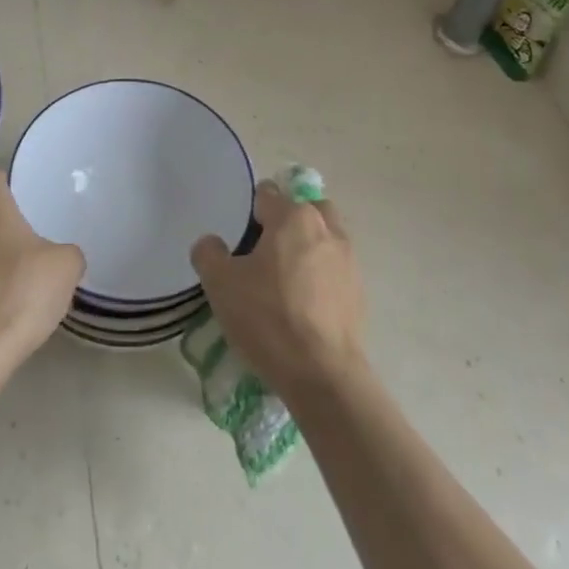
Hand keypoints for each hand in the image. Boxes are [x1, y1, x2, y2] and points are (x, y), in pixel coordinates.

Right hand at [191, 180, 365, 404]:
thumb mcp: (220, 283)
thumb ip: (209, 253)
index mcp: (294, 217)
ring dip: (306, 247)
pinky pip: (334, 268)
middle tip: (264, 253)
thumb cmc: (268, 317)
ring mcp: (349, 260)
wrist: (322, 374)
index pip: (268, 194)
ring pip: (324, 237)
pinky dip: (320, 275)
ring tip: (284, 280)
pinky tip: (303, 305)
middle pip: (304, 209)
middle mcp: (327, 228)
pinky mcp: (359, 291)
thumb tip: (212, 243)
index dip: (249, 212)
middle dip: (286, 222)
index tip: (239, 240)